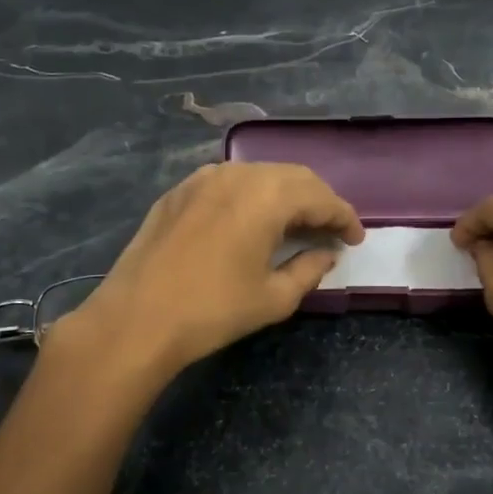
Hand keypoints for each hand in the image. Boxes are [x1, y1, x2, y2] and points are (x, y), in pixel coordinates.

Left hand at [56, 161, 363, 379]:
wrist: (136, 319)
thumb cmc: (212, 311)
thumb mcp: (274, 298)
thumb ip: (309, 270)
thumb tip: (326, 254)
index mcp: (267, 197)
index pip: (320, 197)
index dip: (344, 217)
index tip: (356, 239)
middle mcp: (237, 175)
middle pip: (293, 177)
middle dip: (318, 201)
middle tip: (330, 230)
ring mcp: (203, 179)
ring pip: (259, 174)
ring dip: (284, 195)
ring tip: (295, 224)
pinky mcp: (179, 191)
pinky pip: (228, 182)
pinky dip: (251, 195)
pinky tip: (251, 220)